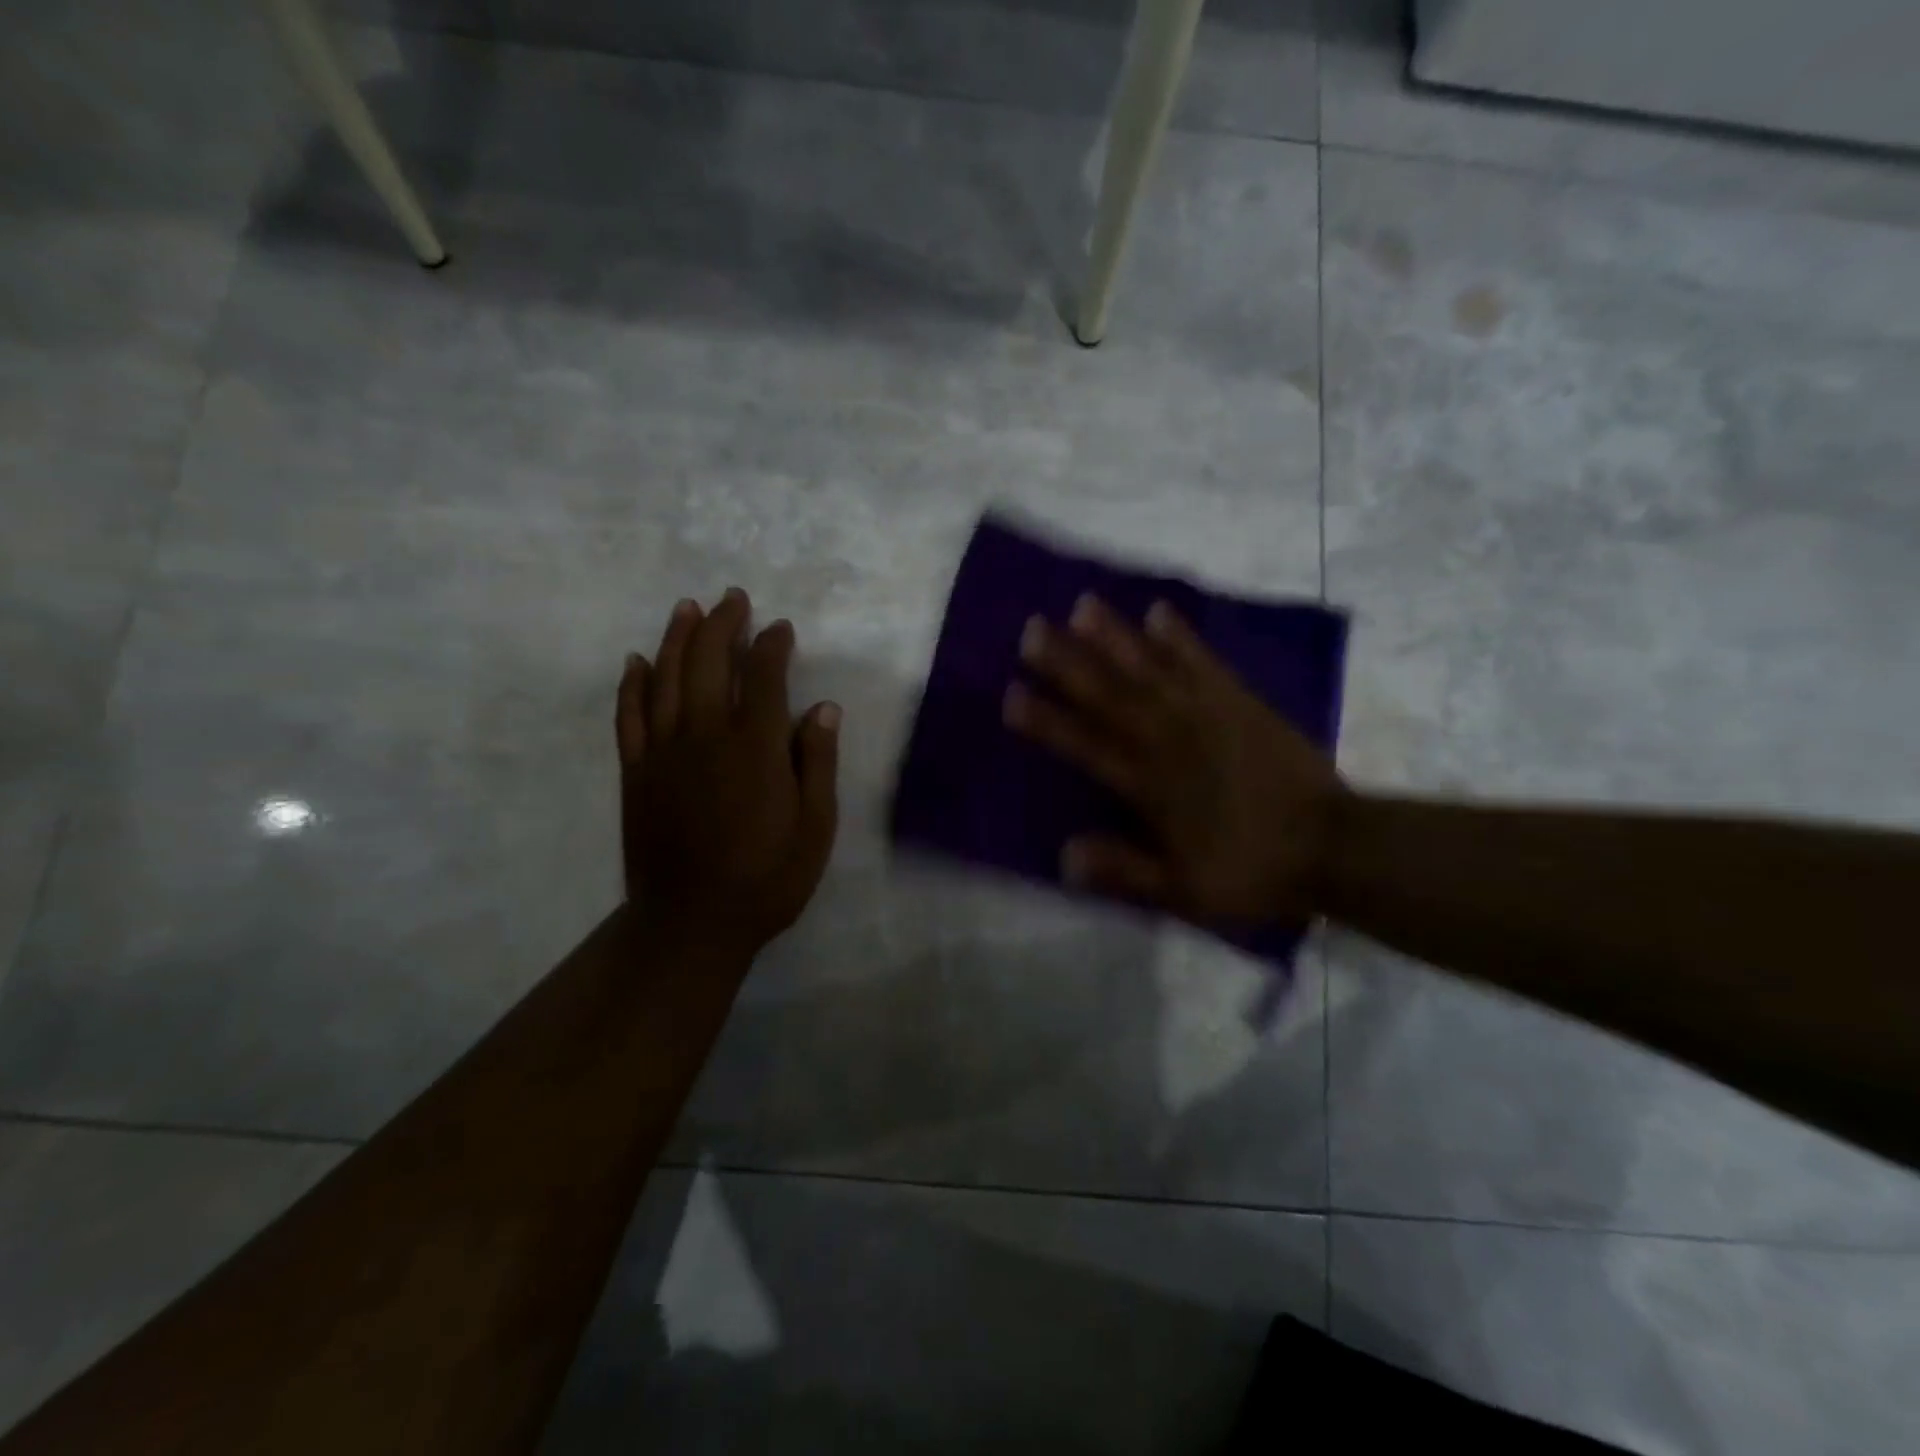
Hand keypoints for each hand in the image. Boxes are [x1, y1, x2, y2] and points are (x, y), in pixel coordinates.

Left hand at [616, 589, 840, 958]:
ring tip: (688, 608)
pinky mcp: (635, 772)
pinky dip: (633, 684)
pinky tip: (637, 661)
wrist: (691, 922)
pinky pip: (629, 716)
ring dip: (677, 638)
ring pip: (666, 678)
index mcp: (756, 747)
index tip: (781, 628)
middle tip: (733, 598)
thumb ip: (818, 762)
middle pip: (710, 662)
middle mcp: (706, 735)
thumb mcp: (815, 827)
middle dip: (723, 624)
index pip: (765, 676)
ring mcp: (663, 751)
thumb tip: (824, 708)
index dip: (773, 645)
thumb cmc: (768, 878)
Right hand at [1004, 594, 1344, 927]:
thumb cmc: (1252, 870)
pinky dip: (1181, 637)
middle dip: (1068, 663)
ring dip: (1115, 637)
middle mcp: (1171, 741)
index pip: (1088, 747)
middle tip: (1032, 630)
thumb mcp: (1185, 891)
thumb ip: (1126, 871)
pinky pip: (1204, 663)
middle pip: (1111, 696)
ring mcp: (1207, 715)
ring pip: (1151, 670)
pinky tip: (1158, 611)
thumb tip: (1064, 855)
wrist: (1333, 846)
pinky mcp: (1240, 702)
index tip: (1012, 694)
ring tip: (1083, 605)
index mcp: (1152, 787)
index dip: (1048, 721)